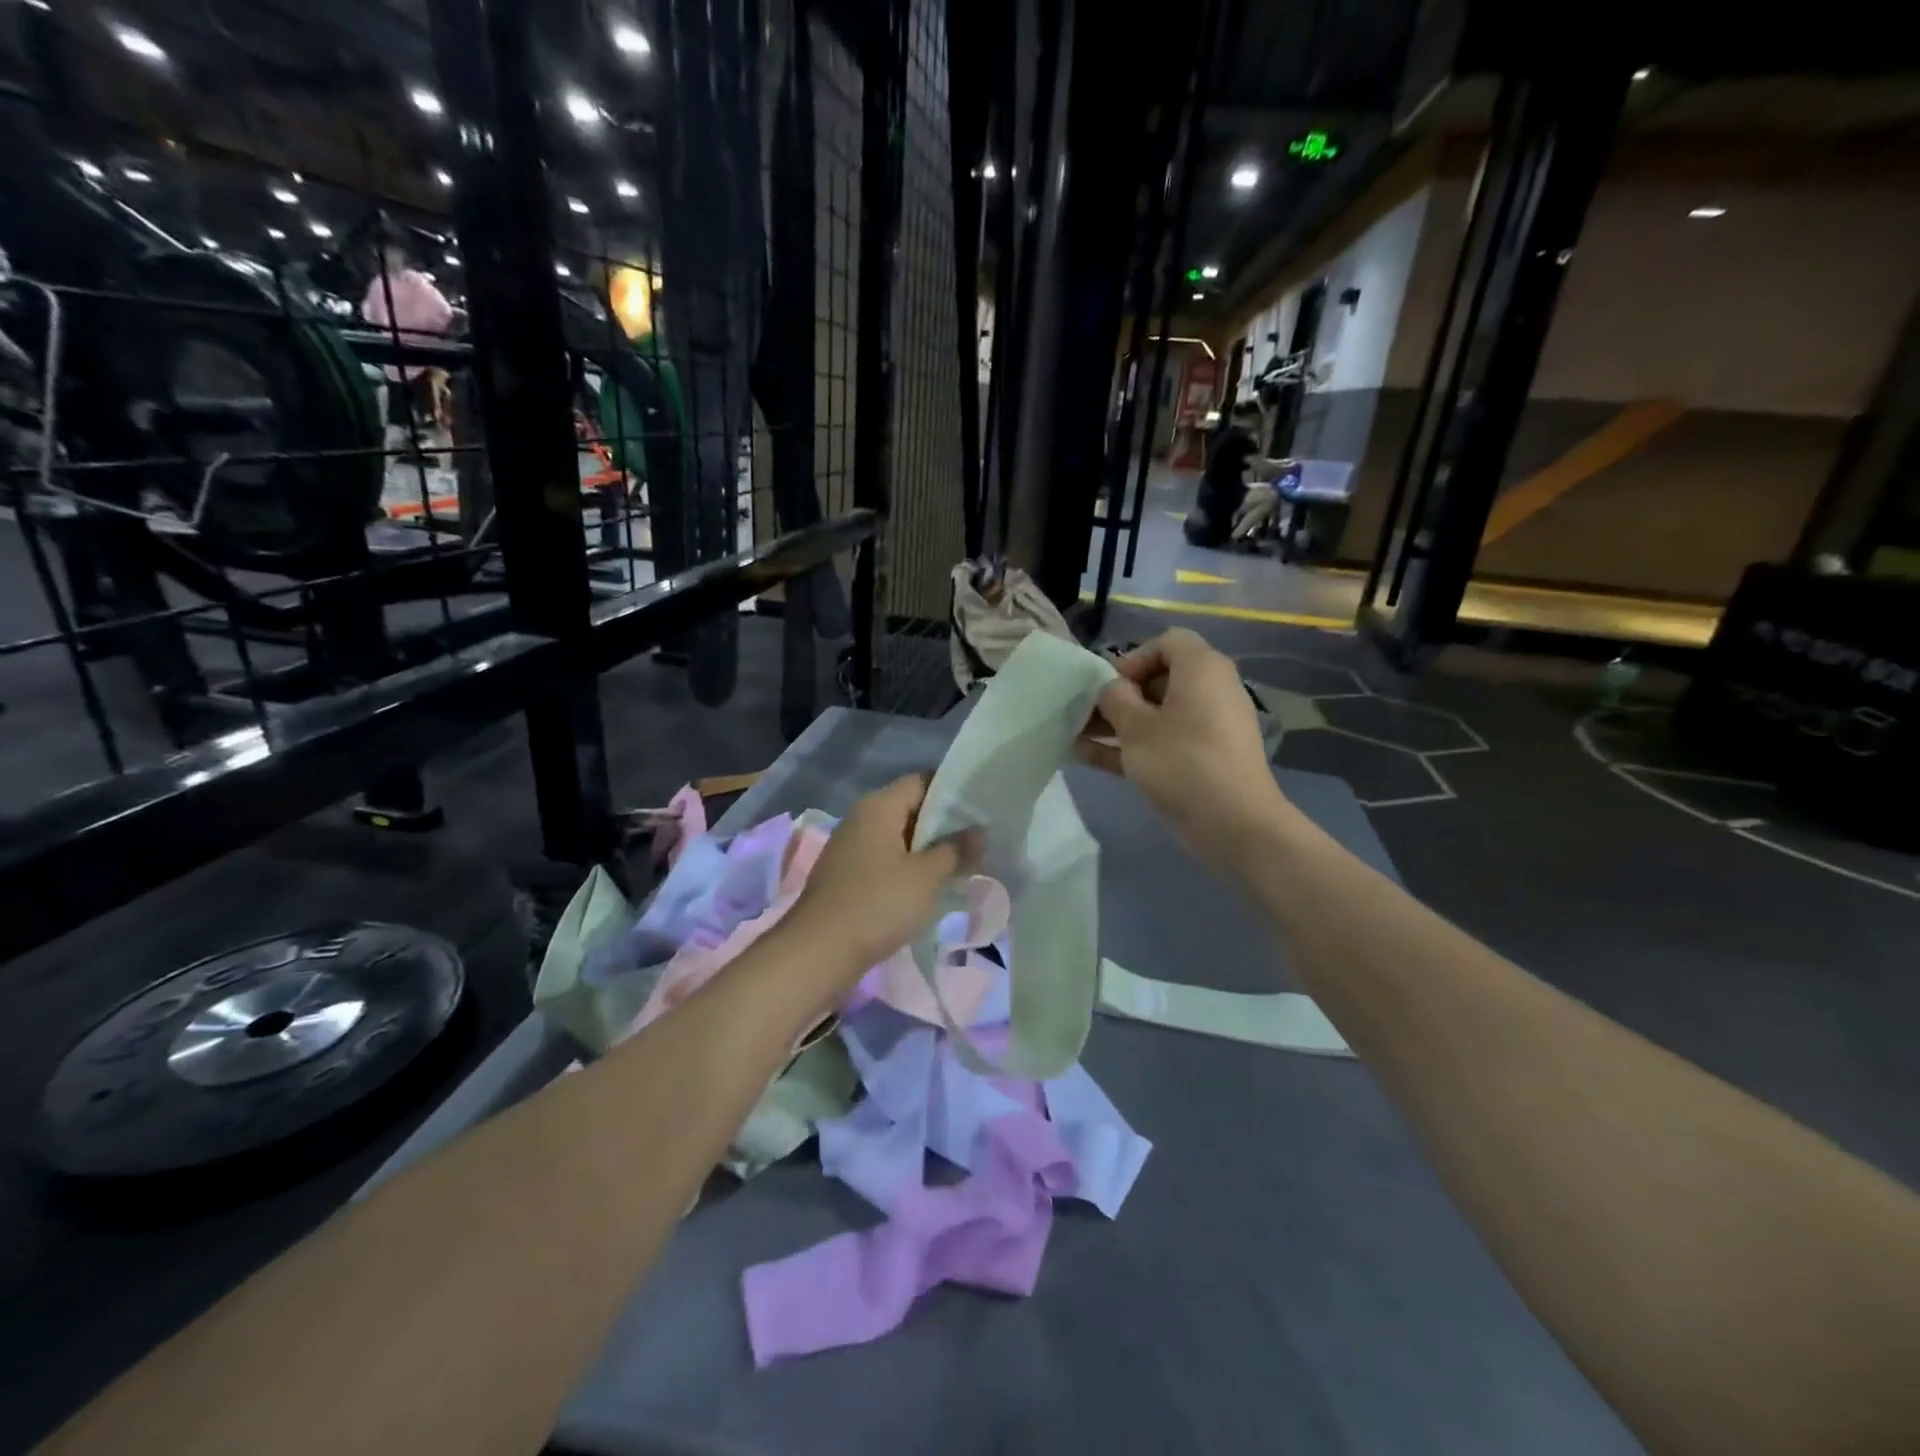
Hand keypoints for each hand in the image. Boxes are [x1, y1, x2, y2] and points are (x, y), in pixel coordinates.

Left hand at [783, 775, 982, 981]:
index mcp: (878, 806)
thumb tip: (980, 831)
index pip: (922, 781)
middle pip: (910, 809)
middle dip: (945, 825)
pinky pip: (886, 861)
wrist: (819, 951)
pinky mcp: (847, 876)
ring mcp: (851, 848)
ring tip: (963, 865)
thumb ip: (956, 850)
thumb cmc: (878, 903)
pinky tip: (930, 888)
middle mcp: (861, 819)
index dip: (954, 792)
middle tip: (980, 841)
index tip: (982, 809)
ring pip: (899, 839)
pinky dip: (909, 869)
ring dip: (928, 851)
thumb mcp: (926, 876)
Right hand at [1077, 629, 1288, 862]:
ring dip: (1119, 724)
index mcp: (1202, 669)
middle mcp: (1211, 690)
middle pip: (1160, 680)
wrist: (1233, 823)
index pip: (1167, 642)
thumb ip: (1114, 699)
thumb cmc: (1181, 761)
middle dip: (1119, 696)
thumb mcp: (1135, 727)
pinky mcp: (1205, 758)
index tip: (1110, 687)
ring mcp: (1210, 727)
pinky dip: (1134, 746)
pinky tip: (1090, 758)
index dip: (1134, 658)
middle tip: (1088, 715)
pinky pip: (1165, 741)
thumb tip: (1111, 689)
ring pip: (1158, 715)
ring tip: (1077, 737)